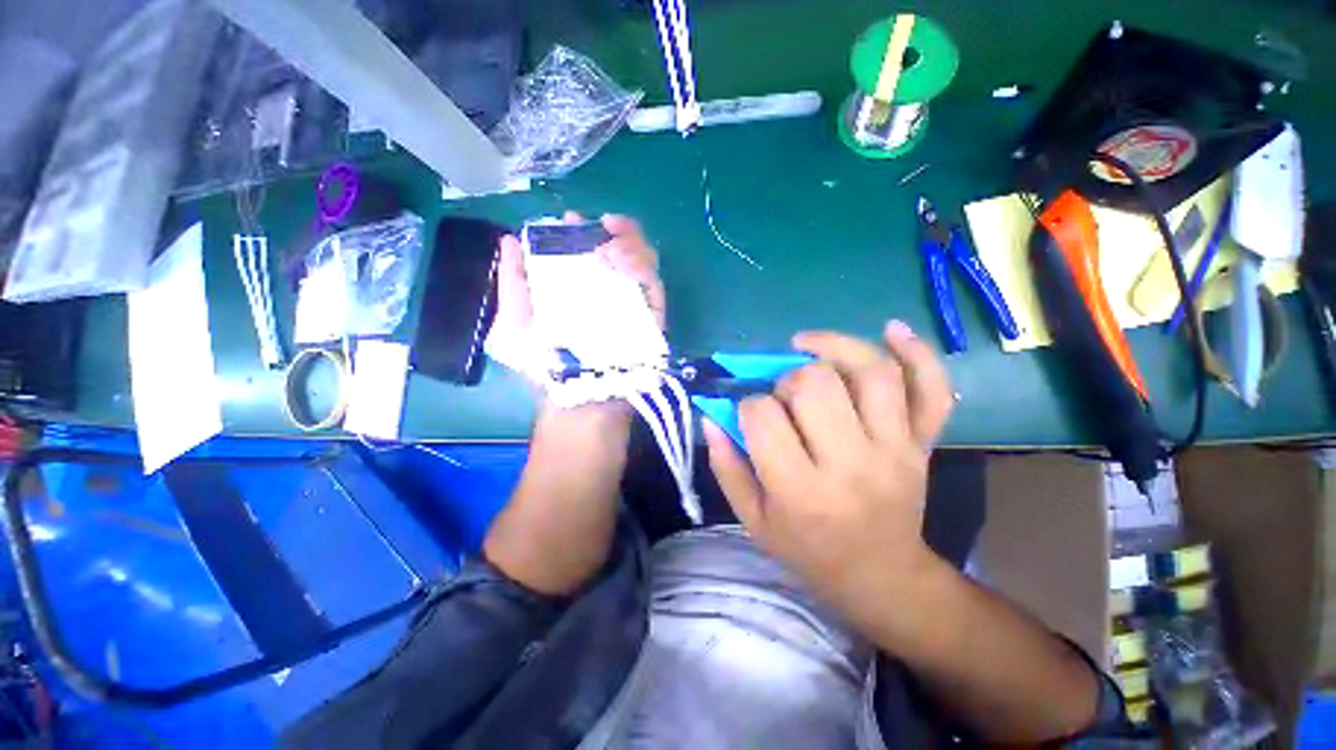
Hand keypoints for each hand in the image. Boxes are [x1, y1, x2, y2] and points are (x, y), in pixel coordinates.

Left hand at [487, 212, 665, 384]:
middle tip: (602, 225)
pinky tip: (622, 264)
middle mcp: (606, 292)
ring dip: (629, 244)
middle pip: (620, 250)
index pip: (586, 251)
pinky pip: (654, 286)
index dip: (580, 231)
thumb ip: (511, 283)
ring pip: (641, 261)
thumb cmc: (543, 365)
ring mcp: (631, 303)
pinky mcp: (651, 317)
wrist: (578, 399)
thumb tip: (509, 240)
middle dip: (615, 230)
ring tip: (609, 250)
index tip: (569, 221)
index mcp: (578, 288)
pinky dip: (642, 267)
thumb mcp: (513, 323)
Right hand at [703, 320, 954, 619]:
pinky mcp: (923, 443)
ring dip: (834, 347)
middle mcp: (851, 462)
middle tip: (782, 395)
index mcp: (801, 489)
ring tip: (807, 345)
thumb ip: (726, 465)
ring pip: (870, 373)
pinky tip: (891, 328)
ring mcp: (895, 449)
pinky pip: (931, 390)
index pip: (763, 416)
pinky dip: (917, 352)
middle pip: (814, 385)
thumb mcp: (753, 519)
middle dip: (786, 379)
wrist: (881, 576)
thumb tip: (711, 415)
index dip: (747, 404)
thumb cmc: (808, 550)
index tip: (748, 413)